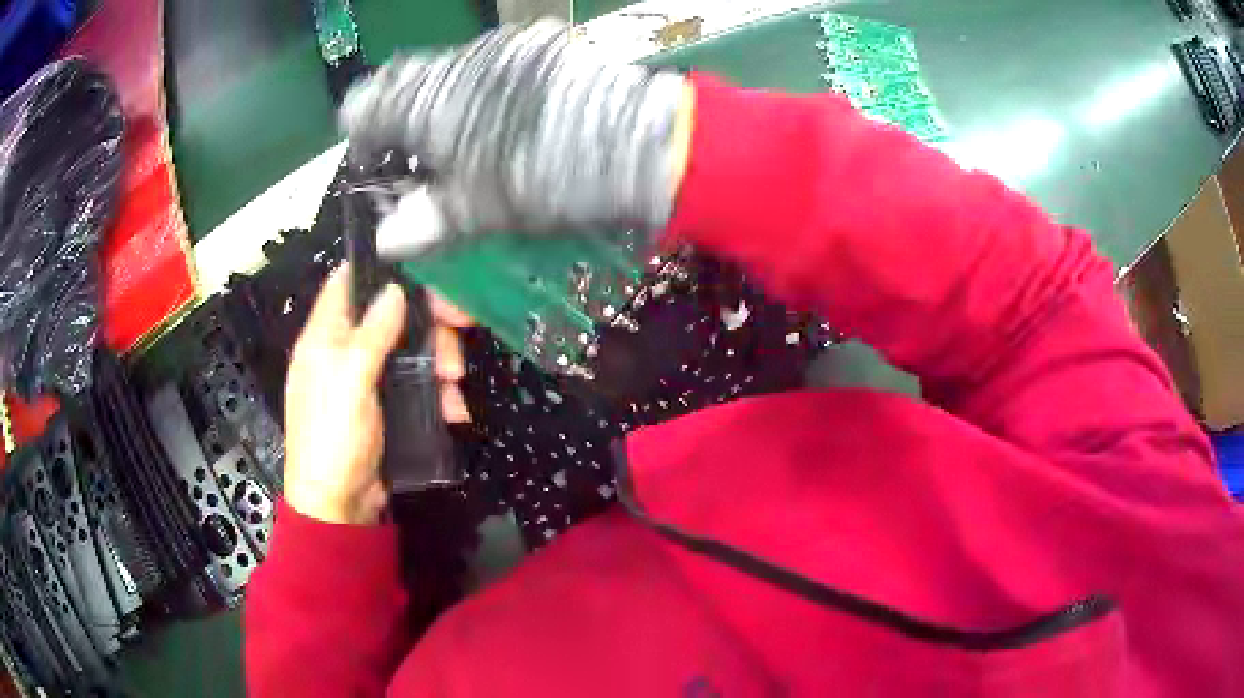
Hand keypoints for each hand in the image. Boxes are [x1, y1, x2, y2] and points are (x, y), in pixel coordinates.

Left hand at [283, 265, 471, 524]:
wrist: (339, 506)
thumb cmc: (334, 438)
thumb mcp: (350, 381)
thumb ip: (372, 333)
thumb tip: (393, 289)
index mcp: (325, 336)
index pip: (348, 283)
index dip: (381, 272)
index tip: (422, 273)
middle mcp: (345, 350)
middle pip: (391, 315)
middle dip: (428, 325)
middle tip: (458, 338)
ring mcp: (367, 378)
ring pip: (410, 349)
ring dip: (438, 362)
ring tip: (455, 387)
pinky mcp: (386, 405)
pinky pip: (416, 384)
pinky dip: (436, 392)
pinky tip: (453, 410)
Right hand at [341, 19, 693, 256]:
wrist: (635, 142)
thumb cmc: (546, 178)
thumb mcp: (479, 210)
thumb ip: (426, 221)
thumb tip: (388, 238)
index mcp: (427, 103)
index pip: (363, 109)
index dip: (362, 139)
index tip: (378, 164)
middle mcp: (455, 64)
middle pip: (404, 86)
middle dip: (406, 121)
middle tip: (428, 159)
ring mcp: (499, 48)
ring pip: (447, 73)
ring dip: (446, 103)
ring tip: (473, 139)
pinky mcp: (536, 45)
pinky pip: (490, 63)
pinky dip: (485, 89)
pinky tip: (510, 115)